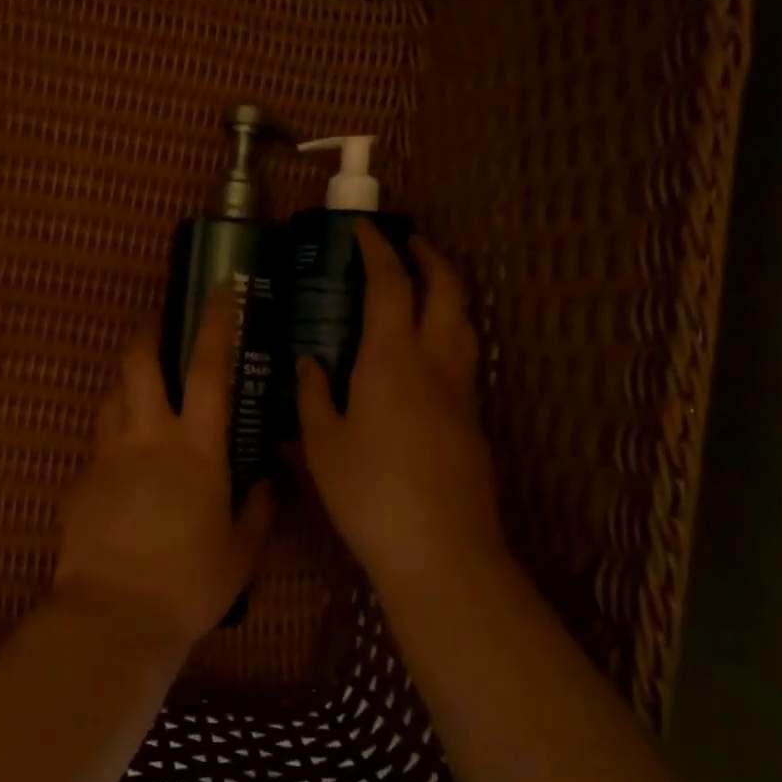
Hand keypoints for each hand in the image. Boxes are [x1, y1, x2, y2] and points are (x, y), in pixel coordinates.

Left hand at [54, 289, 272, 653]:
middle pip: (139, 362)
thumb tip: (266, 482)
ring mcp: (107, 456)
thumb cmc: (190, 584)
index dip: (215, 324)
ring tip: (140, 388)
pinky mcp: (80, 481)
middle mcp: (148, 438)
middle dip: (148, 331)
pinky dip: (113, 442)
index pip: (208, 370)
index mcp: (197, 449)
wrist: (115, 616)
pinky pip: (98, 447)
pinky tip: (122, 468)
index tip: (219, 290)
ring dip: (126, 382)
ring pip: (111, 396)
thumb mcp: (241, 551)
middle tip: (157, 320)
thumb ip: (257, 509)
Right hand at [295, 225, 508, 591]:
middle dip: (427, 256)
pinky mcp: (474, 419)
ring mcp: (462, 391)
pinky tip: (426, 351)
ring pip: (464, 320)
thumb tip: (308, 363)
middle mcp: (435, 363)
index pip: (390, 285)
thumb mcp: (322, 445)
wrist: (441, 551)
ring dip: (446, 289)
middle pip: (446, 289)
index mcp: (391, 360)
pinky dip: (448, 329)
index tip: (361, 230)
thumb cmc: (369, 494)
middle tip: (405, 242)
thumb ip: (312, 396)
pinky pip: (465, 354)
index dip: (377, 250)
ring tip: (421, 284)